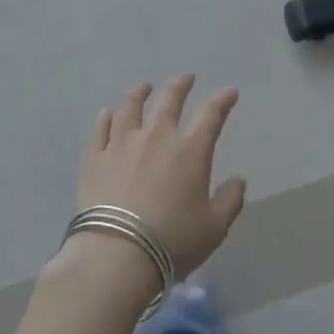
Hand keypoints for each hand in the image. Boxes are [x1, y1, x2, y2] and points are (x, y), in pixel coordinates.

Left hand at [70, 76, 246, 283]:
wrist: (116, 255)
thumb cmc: (172, 241)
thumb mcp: (214, 227)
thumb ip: (230, 201)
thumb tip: (239, 181)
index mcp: (191, 150)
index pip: (211, 114)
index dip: (222, 100)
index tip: (229, 92)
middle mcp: (157, 137)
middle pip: (169, 100)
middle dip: (180, 85)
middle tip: (186, 78)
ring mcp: (122, 144)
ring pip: (130, 107)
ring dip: (139, 93)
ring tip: (143, 87)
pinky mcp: (95, 159)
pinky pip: (100, 130)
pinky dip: (106, 118)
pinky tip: (107, 113)